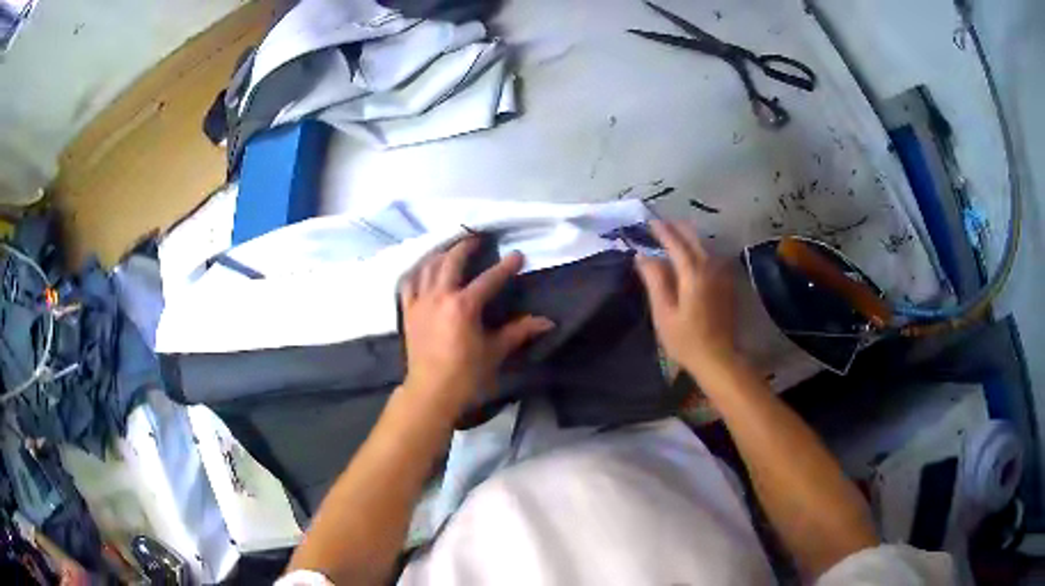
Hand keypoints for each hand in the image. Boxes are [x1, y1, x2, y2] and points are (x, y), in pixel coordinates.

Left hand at [399, 237, 554, 417]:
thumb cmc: (466, 374)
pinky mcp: (407, 311)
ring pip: (428, 266)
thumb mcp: (495, 352)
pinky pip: (409, 283)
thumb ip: (519, 331)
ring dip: (441, 253)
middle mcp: (440, 296)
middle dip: (466, 246)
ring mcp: (420, 302)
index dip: (505, 266)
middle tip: (477, 237)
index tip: (518, 255)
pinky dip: (417, 271)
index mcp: (463, 306)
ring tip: (452, 248)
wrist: (431, 392)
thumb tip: (547, 321)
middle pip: (452, 261)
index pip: (489, 279)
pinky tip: (424, 269)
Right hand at [635, 220, 737, 374]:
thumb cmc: (686, 340)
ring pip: (705, 245)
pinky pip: (712, 256)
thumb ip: (654, 280)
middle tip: (661, 224)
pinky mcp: (728, 283)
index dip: (662, 231)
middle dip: (677, 228)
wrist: (719, 358)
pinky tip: (692, 254)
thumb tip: (642, 256)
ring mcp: (722, 274)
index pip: (676, 243)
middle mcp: (710, 267)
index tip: (649, 222)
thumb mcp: (663, 313)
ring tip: (674, 235)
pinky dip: (700, 249)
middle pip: (694, 238)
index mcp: (693, 273)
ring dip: (689, 237)